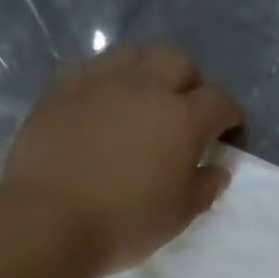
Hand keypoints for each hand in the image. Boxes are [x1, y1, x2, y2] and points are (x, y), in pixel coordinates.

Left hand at [2, 43, 243, 273]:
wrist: (48, 220)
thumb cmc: (123, 224)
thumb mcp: (178, 216)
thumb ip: (205, 187)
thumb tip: (217, 168)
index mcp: (182, 118)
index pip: (220, 101)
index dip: (230, 116)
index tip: (228, 133)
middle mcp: (145, 87)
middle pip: (178, 61)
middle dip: (190, 82)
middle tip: (184, 112)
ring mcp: (99, 81)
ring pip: (134, 53)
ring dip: (147, 71)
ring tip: (142, 100)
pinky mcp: (61, 87)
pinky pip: (93, 67)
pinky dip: (107, 80)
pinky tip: (102, 104)